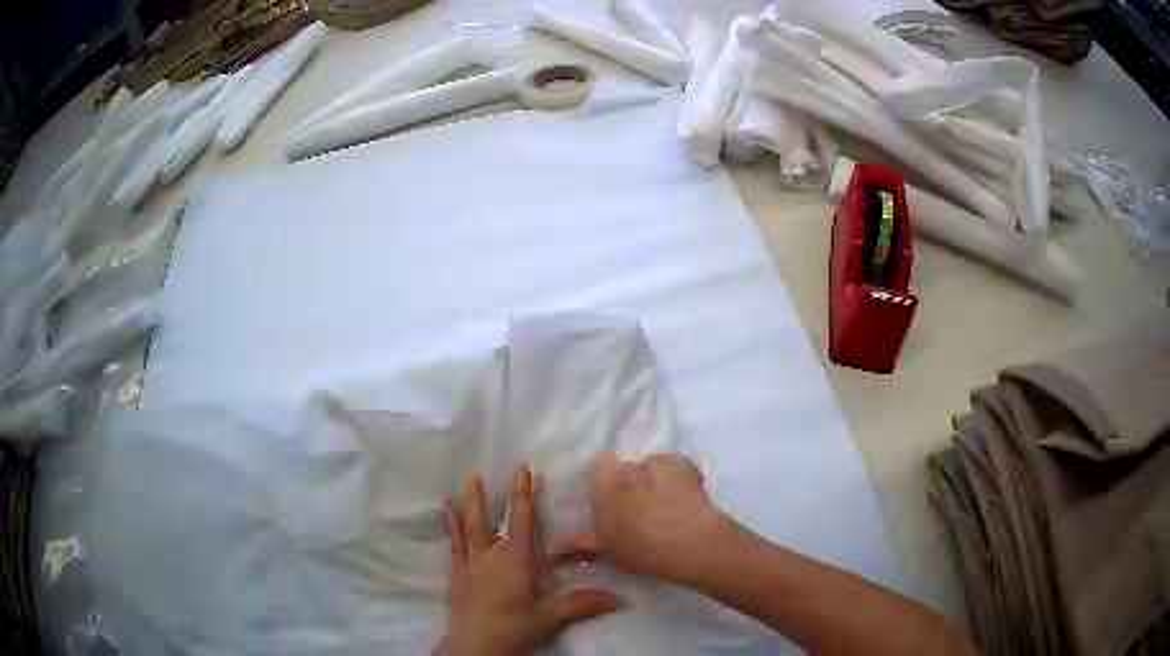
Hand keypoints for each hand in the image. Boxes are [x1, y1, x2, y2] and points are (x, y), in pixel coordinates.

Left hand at [438, 465, 619, 655]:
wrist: (476, 646)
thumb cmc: (514, 628)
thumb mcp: (550, 617)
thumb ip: (582, 604)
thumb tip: (618, 598)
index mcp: (515, 561)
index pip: (521, 522)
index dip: (523, 495)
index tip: (524, 469)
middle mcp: (490, 556)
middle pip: (487, 521)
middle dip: (486, 497)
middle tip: (479, 473)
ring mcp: (470, 565)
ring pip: (468, 530)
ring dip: (467, 507)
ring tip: (464, 486)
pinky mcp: (457, 576)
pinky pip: (454, 546)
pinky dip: (450, 529)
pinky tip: (447, 516)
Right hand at [554, 452, 728, 585]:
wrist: (690, 543)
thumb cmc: (641, 549)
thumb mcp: (607, 549)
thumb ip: (579, 543)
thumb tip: (552, 547)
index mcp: (605, 485)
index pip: (603, 464)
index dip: (609, 480)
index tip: (614, 499)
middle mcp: (629, 467)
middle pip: (628, 467)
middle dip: (633, 481)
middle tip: (640, 507)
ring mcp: (658, 463)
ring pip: (652, 466)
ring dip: (656, 479)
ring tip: (667, 504)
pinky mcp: (684, 464)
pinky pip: (677, 466)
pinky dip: (680, 477)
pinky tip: (686, 497)